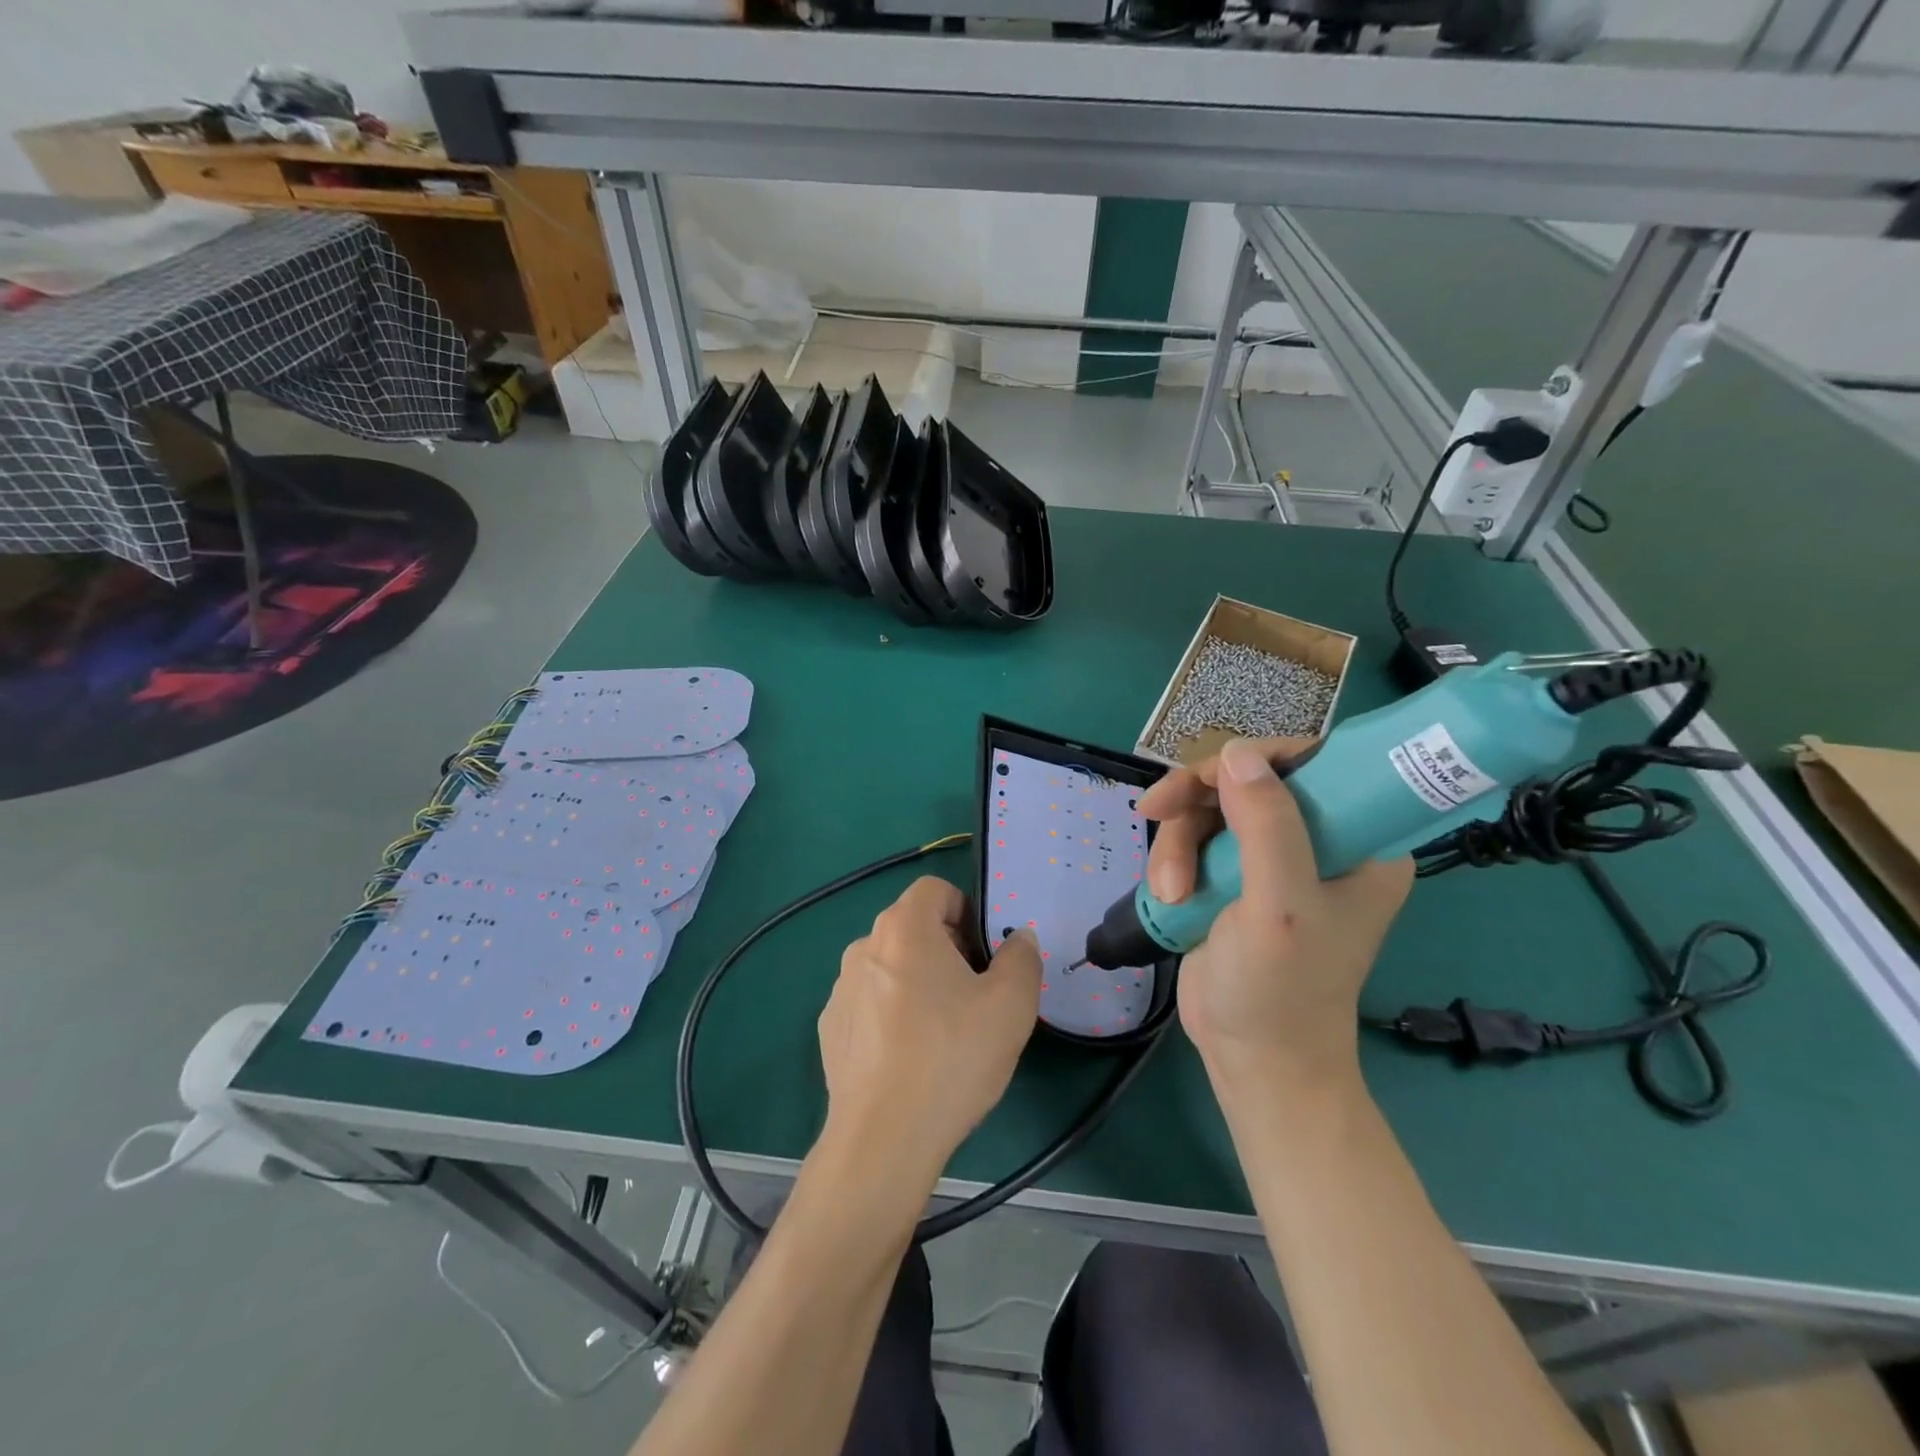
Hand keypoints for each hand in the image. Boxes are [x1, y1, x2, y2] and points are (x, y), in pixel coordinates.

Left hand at [817, 877, 1041, 1180]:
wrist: (883, 1139)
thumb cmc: (951, 1058)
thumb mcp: (1011, 1005)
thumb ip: (1022, 958)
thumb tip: (1018, 940)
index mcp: (904, 929)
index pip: (934, 890)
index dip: (965, 909)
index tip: (984, 951)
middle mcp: (864, 947)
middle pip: (912, 927)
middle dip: (947, 948)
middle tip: (975, 993)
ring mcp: (841, 989)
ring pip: (891, 966)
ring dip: (918, 981)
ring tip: (944, 1031)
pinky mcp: (830, 1028)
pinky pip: (870, 1002)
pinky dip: (892, 1014)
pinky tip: (910, 1058)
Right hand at [1138, 737, 1412, 1096]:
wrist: (1250, 1056)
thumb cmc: (1283, 989)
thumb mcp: (1281, 906)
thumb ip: (1268, 826)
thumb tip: (1235, 753)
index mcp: (1360, 841)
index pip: (1317, 763)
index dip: (1261, 758)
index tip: (1213, 777)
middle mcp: (1319, 840)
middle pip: (1248, 780)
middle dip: (1198, 802)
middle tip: (1157, 813)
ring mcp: (1270, 858)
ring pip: (1210, 808)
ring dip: (1177, 842)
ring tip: (1170, 890)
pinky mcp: (1231, 876)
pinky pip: (1192, 837)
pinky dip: (1172, 859)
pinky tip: (1168, 895)